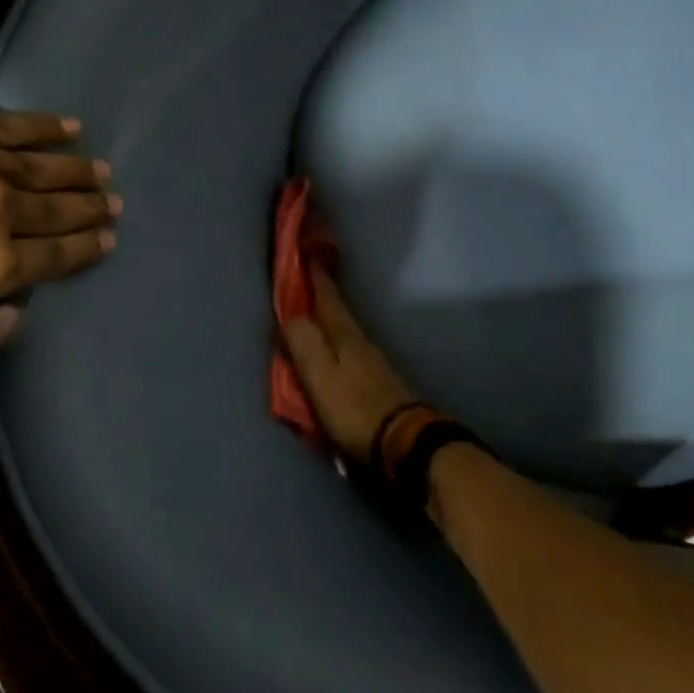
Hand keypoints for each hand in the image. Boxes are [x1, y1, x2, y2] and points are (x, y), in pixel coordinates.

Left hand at [0, 100, 116, 397]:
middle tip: (112, 203)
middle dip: (91, 207)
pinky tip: (68, 128)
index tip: (108, 239)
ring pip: (43, 164)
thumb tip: (16, 315)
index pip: (57, 255)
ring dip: (77, 169)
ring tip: (99, 170)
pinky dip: (45, 127)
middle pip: (58, 207)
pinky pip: (12, 123)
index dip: (87, 248)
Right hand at [280, 267, 416, 462]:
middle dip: (319, 294)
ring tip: (310, 315)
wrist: (404, 443)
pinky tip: (329, 350)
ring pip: (341, 330)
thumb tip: (289, 314)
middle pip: (334, 310)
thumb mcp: (320, 375)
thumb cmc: (354, 407)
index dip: (314, 274)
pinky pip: (347, 350)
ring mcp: (371, 361)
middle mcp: (359, 340)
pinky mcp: (376, 381)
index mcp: (343, 334)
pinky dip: (333, 342)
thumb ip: (303, 342)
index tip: (305, 249)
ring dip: (325, 319)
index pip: (325, 295)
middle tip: (303, 279)